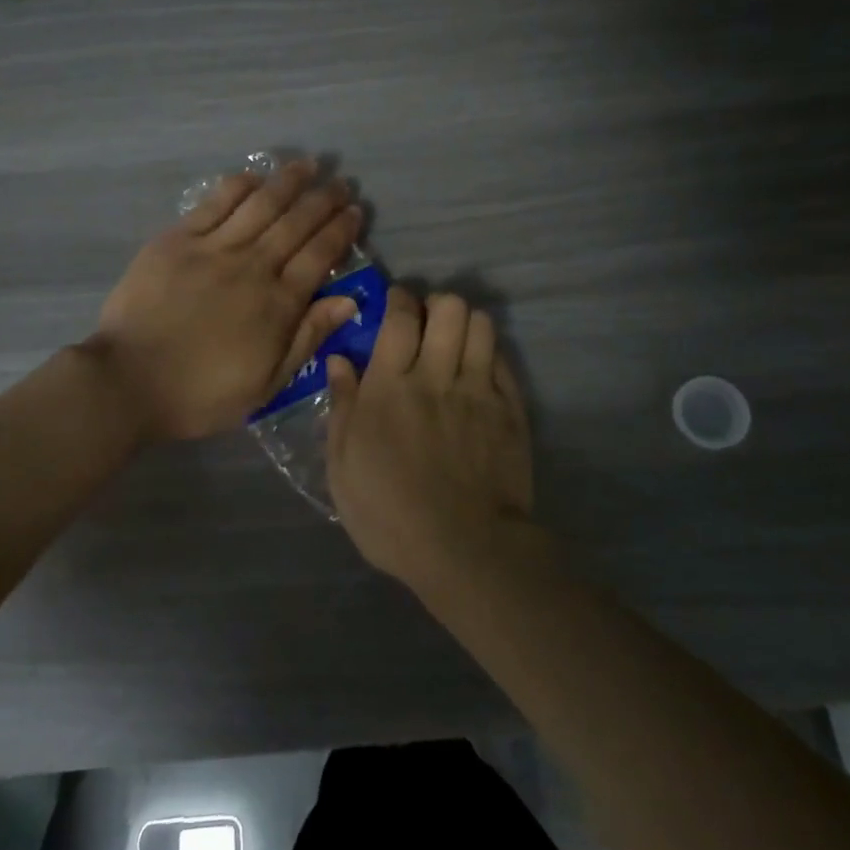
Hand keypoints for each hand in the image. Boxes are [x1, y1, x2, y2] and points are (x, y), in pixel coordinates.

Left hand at [88, 159, 363, 442]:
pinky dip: (238, 186)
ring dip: (288, 182)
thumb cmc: (201, 392)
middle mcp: (252, 266)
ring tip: (307, 166)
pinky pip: (215, 204)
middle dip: (323, 200)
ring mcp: (213, 248)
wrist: (129, 381)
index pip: (319, 255)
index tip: (354, 211)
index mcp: (277, 303)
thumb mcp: (267, 383)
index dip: (340, 230)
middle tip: (339, 183)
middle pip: (296, 224)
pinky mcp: (177, 240)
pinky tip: (254, 176)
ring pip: (260, 205)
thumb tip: (349, 300)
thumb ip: (308, 337)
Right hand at [326, 287, 533, 586]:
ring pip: (481, 325)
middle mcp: (436, 376)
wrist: (464, 550)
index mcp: (390, 387)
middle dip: (435, 305)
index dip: (398, 300)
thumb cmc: (389, 514)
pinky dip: (489, 355)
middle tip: (426, 325)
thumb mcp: (343, 467)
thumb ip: (342, 407)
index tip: (395, 304)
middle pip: (448, 308)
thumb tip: (339, 360)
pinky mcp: (510, 411)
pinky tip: (478, 372)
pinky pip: (503, 361)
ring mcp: (479, 391)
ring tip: (455, 344)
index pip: (399, 318)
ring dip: (465, 325)